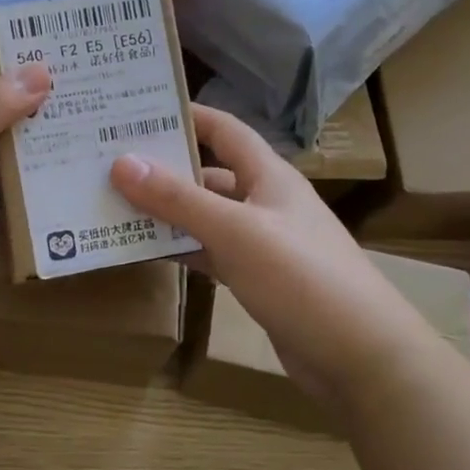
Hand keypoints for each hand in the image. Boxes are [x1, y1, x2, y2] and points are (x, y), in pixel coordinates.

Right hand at [109, 105, 437, 396]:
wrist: (360, 357)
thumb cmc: (302, 278)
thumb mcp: (235, 231)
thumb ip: (178, 198)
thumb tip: (122, 162)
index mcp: (269, 176)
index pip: (224, 130)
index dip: (186, 116)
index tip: (137, 111)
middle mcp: (264, 202)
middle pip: (207, 173)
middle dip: (163, 168)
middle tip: (108, 163)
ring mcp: (260, 243)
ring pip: (203, 216)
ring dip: (165, 212)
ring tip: (113, 204)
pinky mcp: (255, 279)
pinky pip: (208, 252)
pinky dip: (179, 248)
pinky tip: (143, 250)